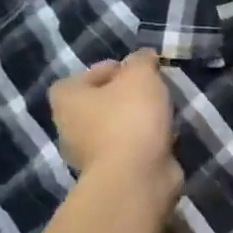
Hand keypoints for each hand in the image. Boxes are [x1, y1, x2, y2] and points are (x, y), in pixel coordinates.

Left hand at [48, 51, 180, 204]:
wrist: (136, 175)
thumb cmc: (130, 118)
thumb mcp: (140, 76)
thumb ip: (141, 61)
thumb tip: (143, 57)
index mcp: (67, 100)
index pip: (80, 78)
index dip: (106, 71)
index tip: (135, 71)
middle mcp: (69, 126)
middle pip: (97, 103)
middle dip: (123, 97)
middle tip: (151, 91)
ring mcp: (89, 154)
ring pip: (114, 127)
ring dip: (135, 120)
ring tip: (163, 114)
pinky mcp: (111, 172)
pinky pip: (128, 148)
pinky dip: (143, 142)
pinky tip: (165, 137)